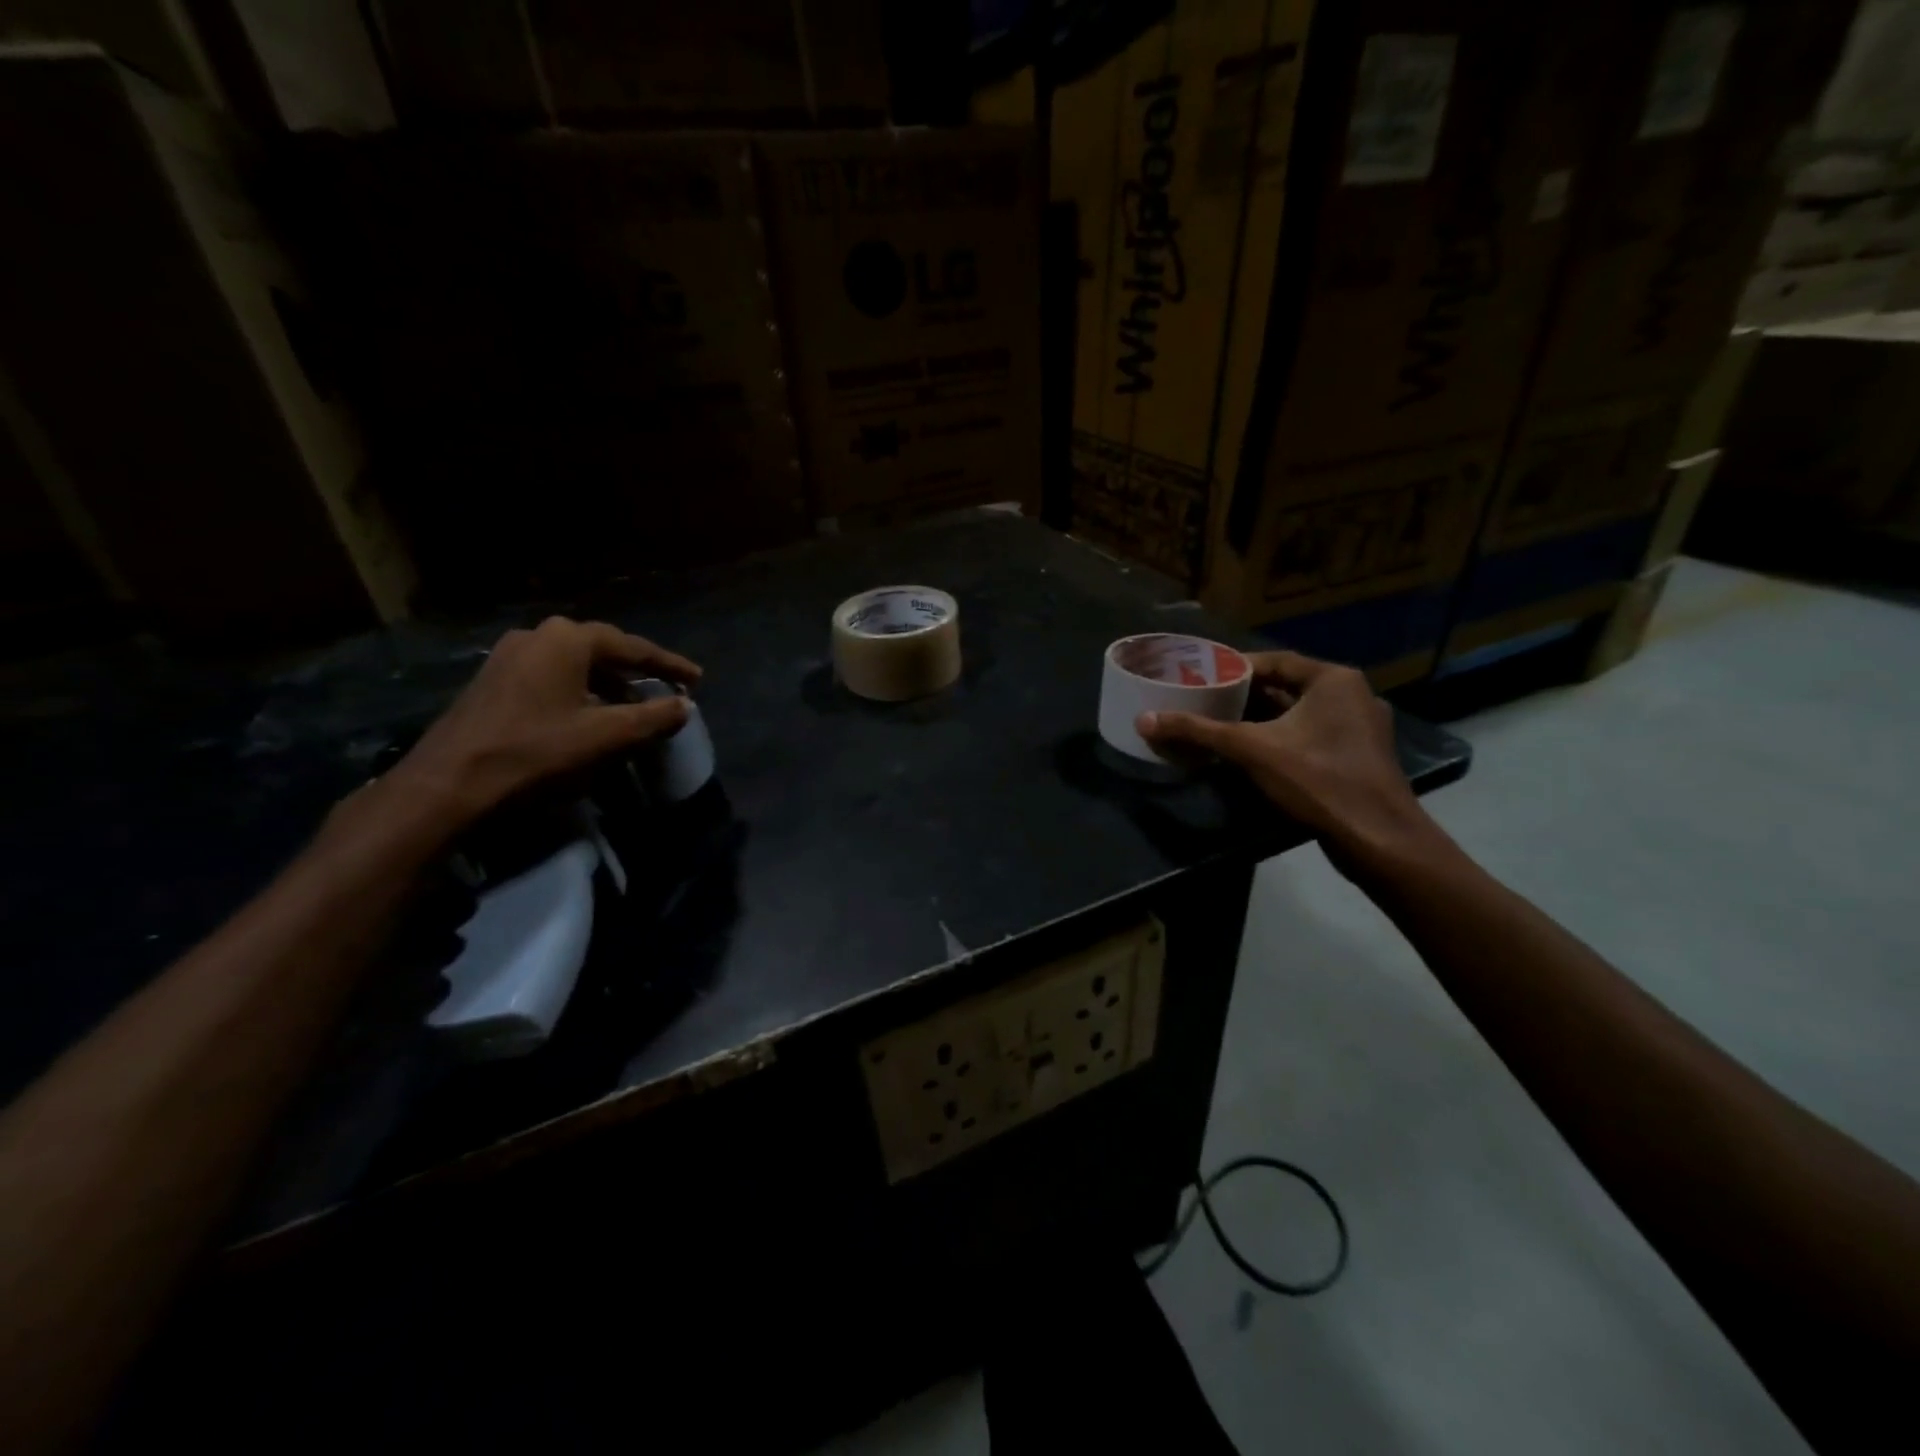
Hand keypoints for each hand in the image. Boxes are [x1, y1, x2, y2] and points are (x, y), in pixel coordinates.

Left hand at [381, 617, 701, 831]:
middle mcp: (538, 635)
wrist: (449, 784)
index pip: (633, 647)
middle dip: (637, 671)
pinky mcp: (494, 680)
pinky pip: (552, 676)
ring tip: (632, 706)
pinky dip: (580, 690)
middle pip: (602, 650)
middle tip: (666, 691)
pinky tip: (589, 714)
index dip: (669, 665)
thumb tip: (685, 706)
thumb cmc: (535, 752)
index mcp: (568, 640)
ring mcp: (510, 656)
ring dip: (608, 683)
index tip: (697, 680)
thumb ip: (653, 717)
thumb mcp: (606, 736)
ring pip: (575, 664)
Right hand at [1136, 651, 1439, 872]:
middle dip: (1244, 695)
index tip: (1202, 676)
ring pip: (1299, 714)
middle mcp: (1352, 696)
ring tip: (1220, 724)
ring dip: (1262, 719)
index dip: (1235, 667)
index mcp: (1333, 680)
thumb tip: (1145, 721)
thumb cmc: (1316, 779)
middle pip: (1286, 687)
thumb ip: (1198, 731)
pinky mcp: (1358, 757)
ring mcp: (1360, 729)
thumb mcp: (1250, 750)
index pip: (1275, 661)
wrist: (1376, 838)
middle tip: (1204, 700)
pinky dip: (1281, 739)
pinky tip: (1252, 754)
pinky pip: (1312, 736)